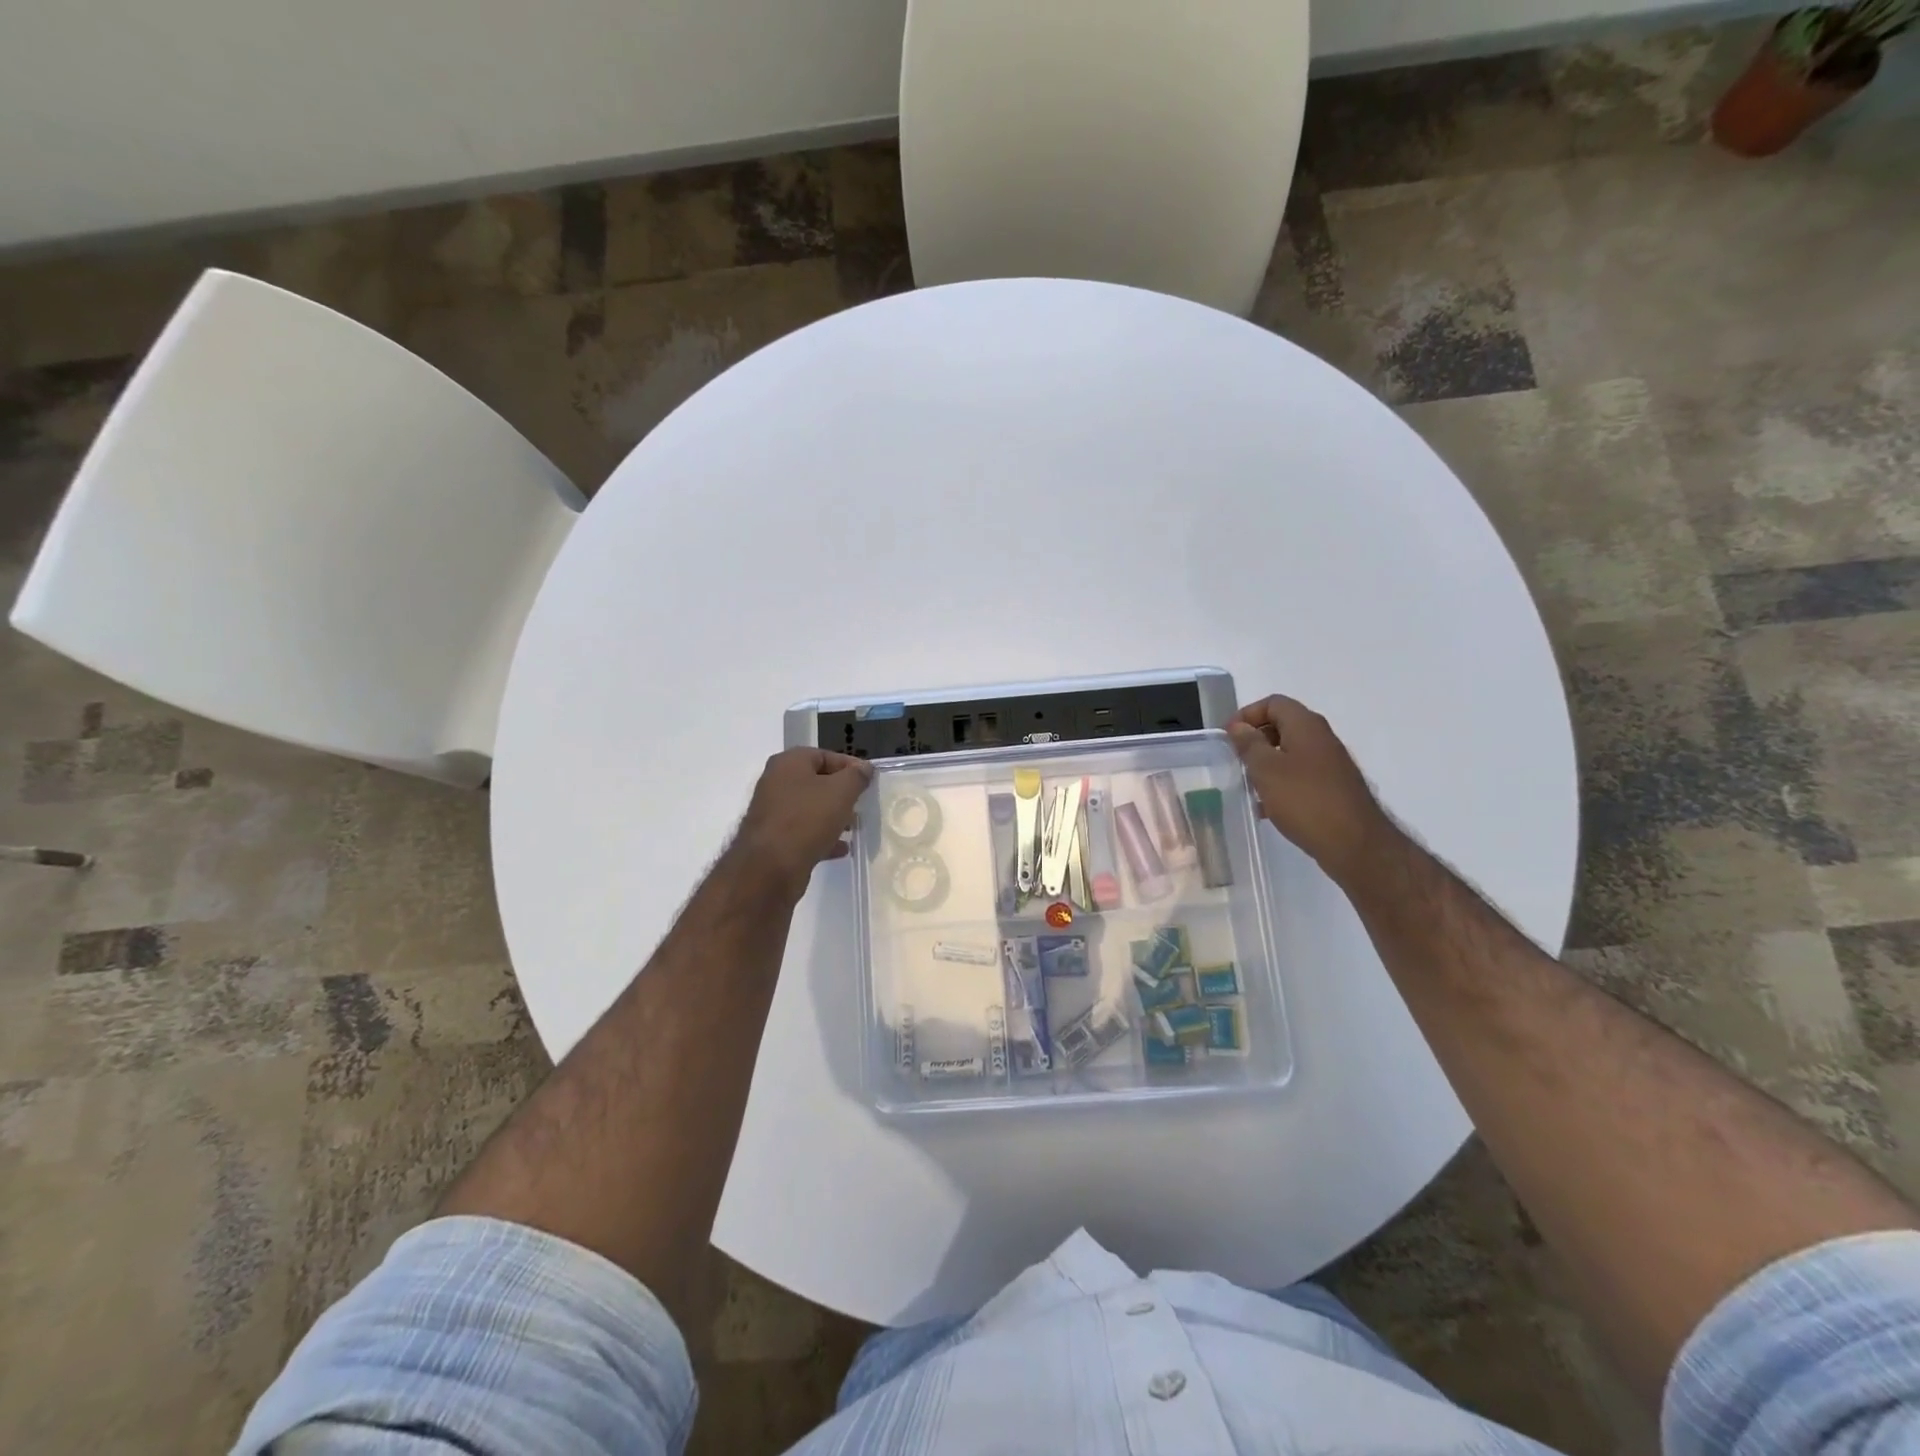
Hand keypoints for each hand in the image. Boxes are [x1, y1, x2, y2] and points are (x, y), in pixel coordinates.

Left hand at [734, 748, 873, 891]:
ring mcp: (772, 812)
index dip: (850, 766)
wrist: (770, 867)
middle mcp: (776, 782)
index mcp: (788, 763)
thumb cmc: (807, 819)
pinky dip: (822, 836)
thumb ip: (856, 776)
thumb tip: (864, 768)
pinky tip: (841, 848)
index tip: (869, 781)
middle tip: (862, 804)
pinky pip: (803, 831)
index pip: (825, 755)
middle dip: (842, 793)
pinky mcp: (773, 839)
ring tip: (854, 827)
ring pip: (810, 808)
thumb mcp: (841, 791)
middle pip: (816, 782)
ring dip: (833, 816)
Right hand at [1227, 696, 1388, 882]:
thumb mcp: (1266, 769)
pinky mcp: (1333, 787)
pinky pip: (1300, 775)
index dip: (1247, 714)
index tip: (1228, 737)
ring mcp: (1330, 764)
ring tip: (1247, 784)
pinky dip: (1281, 783)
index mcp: (1306, 726)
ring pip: (1290, 752)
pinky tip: (1266, 807)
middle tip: (1235, 760)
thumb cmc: (1305, 800)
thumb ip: (1249, 744)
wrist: (1355, 844)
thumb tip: (1238, 726)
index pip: (1273, 703)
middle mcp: (1321, 738)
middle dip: (1255, 739)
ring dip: (1266, 763)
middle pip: (1282, 725)